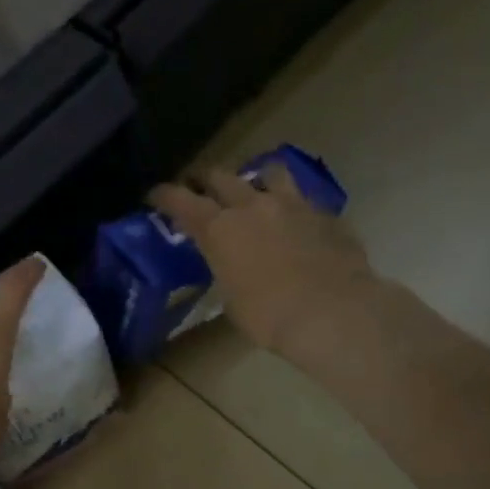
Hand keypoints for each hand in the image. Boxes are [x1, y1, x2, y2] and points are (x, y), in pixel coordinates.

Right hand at [149, 165, 373, 355]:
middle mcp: (252, 205)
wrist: (334, 313)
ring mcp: (293, 204)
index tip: (155, 196)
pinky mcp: (326, 213)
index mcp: (219, 228)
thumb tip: (230, 265)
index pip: (180, 199)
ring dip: (255, 180)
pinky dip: (292, 207)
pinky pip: (303, 199)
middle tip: (199, 189)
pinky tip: (294, 224)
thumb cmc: (269, 316)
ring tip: (255, 193)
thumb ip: (226, 269)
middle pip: (220, 175)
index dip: (164, 195)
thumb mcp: (231, 299)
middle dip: (204, 180)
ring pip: (268, 172)